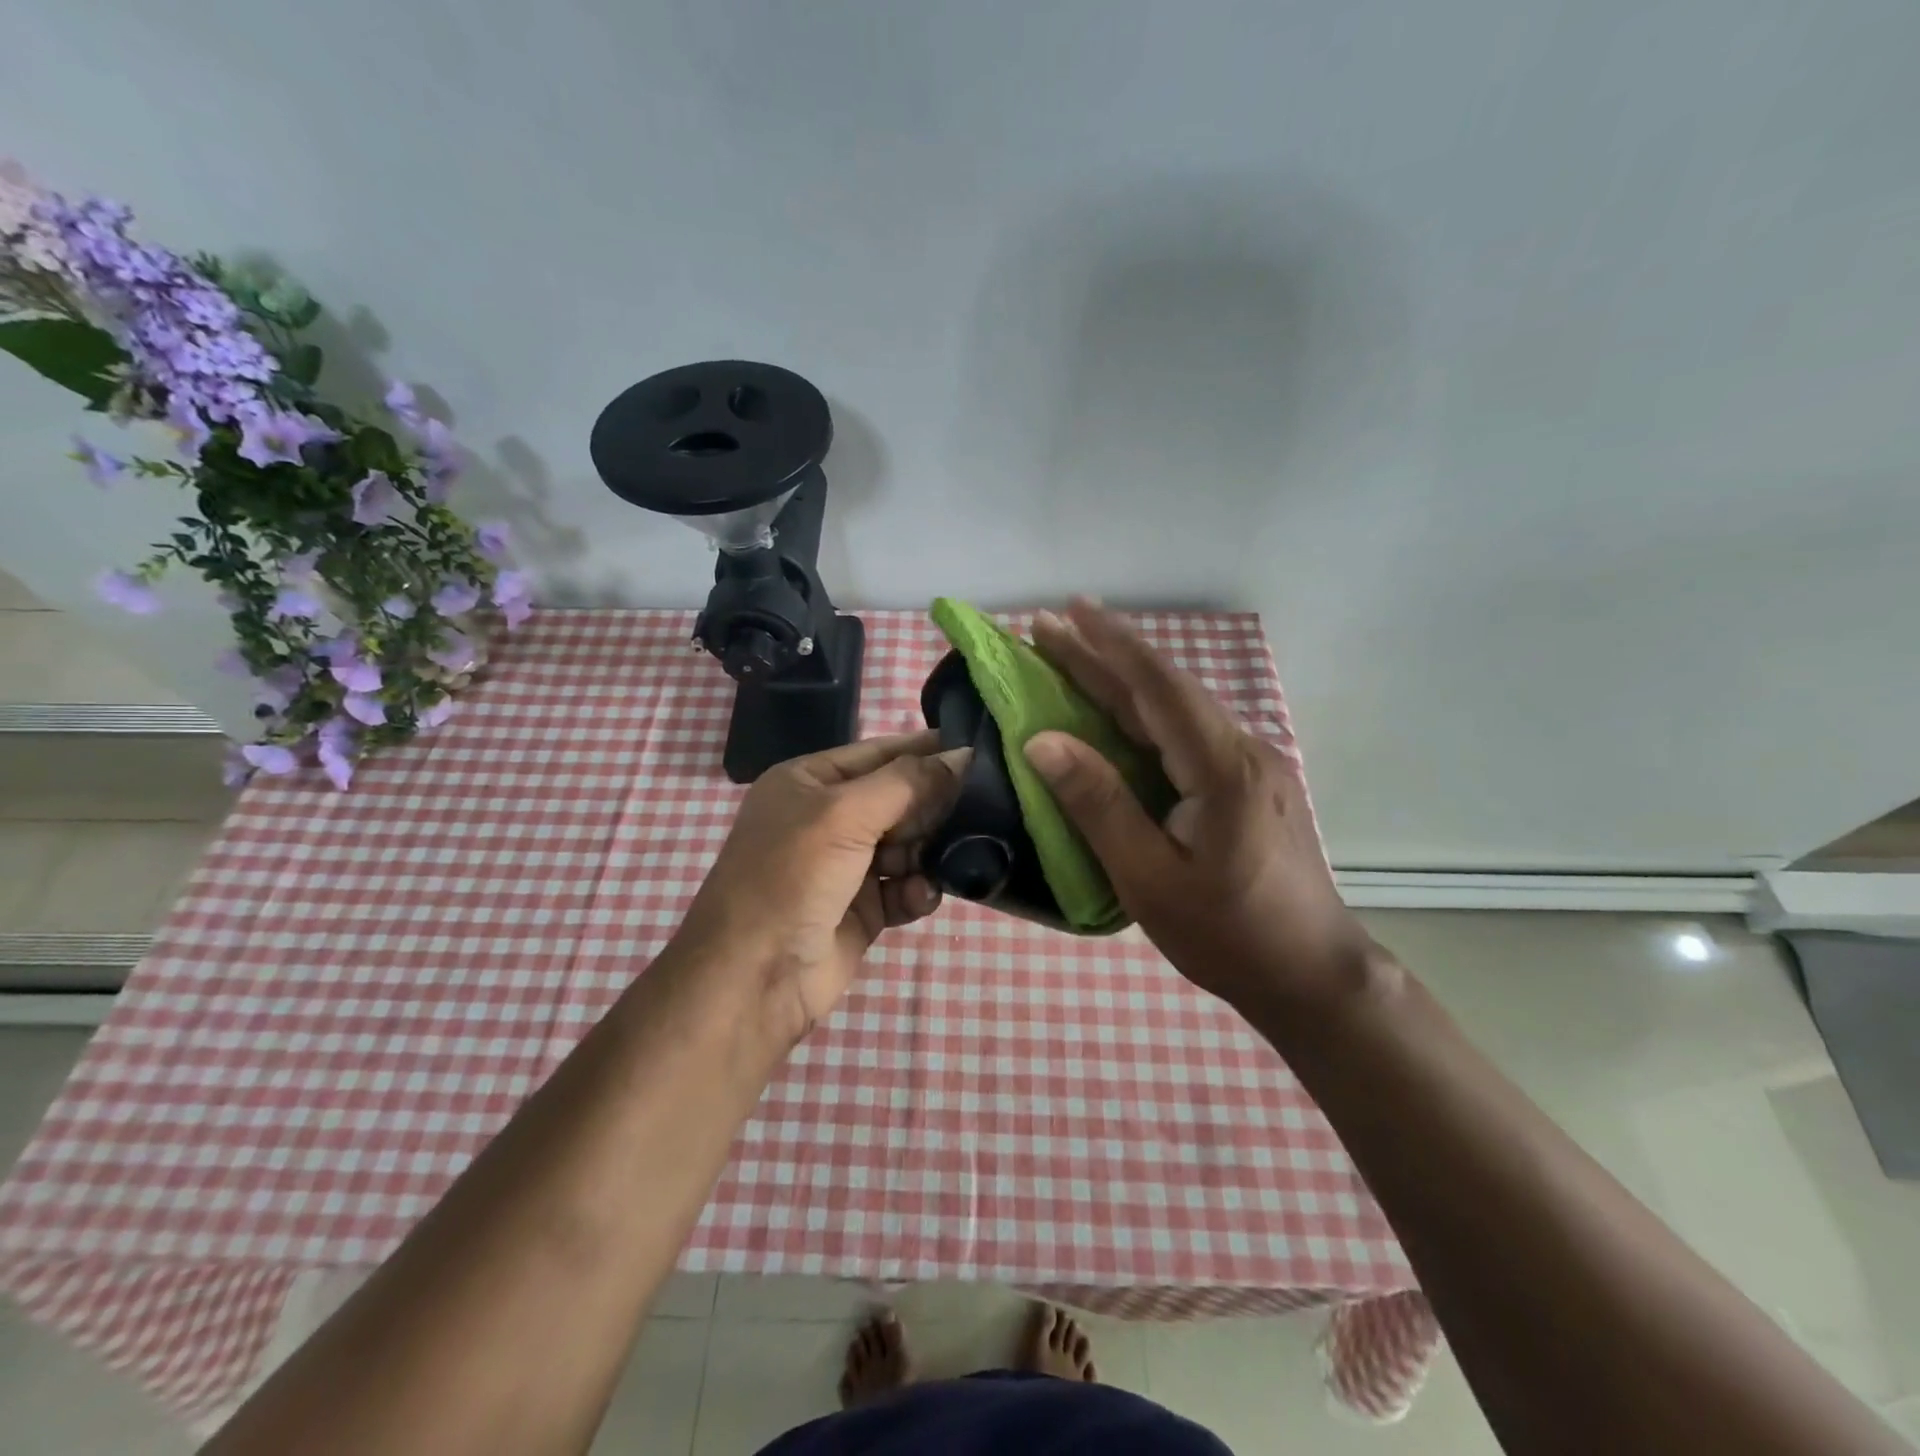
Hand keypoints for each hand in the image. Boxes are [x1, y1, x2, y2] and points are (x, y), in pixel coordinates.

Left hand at [677, 731, 966, 1044]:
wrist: (753, 980)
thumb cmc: (791, 877)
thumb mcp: (844, 815)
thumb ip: (908, 783)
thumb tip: (964, 755)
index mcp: (810, 782)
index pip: (880, 753)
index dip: (927, 751)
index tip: (981, 751)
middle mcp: (828, 818)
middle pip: (900, 799)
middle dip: (934, 806)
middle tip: (980, 810)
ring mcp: (846, 865)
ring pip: (909, 844)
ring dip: (929, 852)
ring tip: (950, 858)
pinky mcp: (863, 909)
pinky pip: (905, 887)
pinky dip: (917, 890)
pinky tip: (920, 897)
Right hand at [1025, 601, 1375, 1018]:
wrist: (1313, 975)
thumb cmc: (1228, 935)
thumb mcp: (1149, 879)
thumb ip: (1099, 804)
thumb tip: (1043, 741)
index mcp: (1222, 767)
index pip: (1157, 687)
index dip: (1107, 645)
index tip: (1066, 611)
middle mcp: (1243, 750)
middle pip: (1165, 689)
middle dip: (1105, 654)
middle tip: (1050, 627)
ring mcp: (1252, 764)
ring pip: (1177, 709)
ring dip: (1123, 681)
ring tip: (1073, 659)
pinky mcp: (1250, 782)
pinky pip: (1187, 734)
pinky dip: (1144, 714)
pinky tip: (1119, 714)